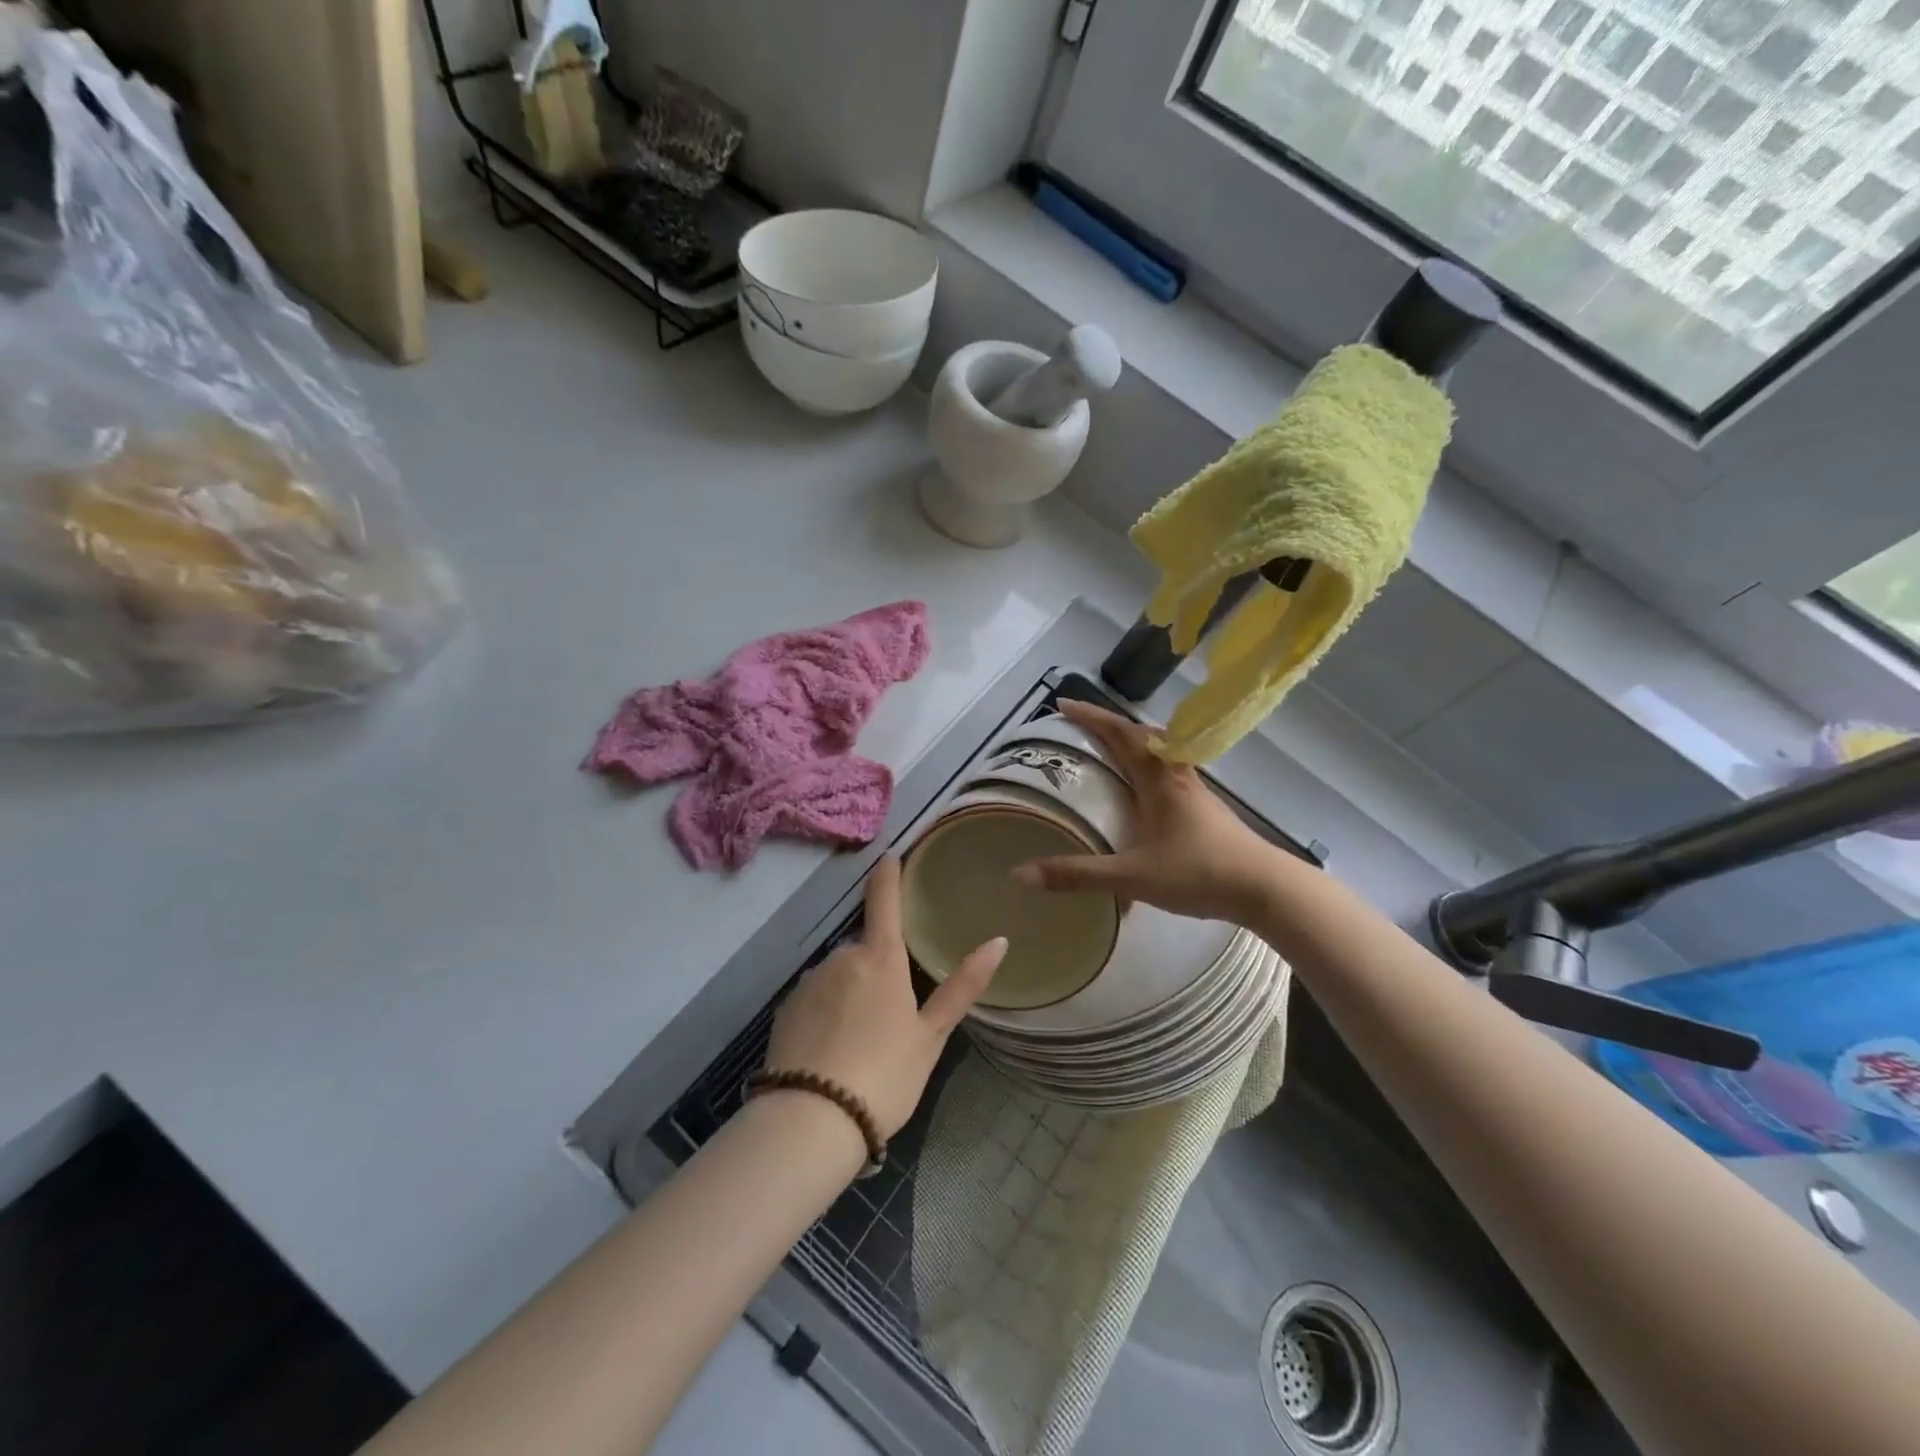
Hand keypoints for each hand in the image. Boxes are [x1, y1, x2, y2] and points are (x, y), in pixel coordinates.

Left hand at [764, 857, 1006, 1138]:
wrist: (811, 1121)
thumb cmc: (885, 1075)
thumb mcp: (931, 1036)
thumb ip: (963, 986)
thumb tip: (999, 941)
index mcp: (881, 959)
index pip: (885, 901)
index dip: (888, 876)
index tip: (890, 856)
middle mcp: (842, 958)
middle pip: (866, 950)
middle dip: (878, 968)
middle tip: (892, 1018)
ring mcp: (809, 983)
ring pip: (840, 974)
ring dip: (852, 991)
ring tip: (863, 1043)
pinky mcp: (786, 1010)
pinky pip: (816, 998)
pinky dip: (828, 1012)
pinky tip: (834, 1050)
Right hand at [1012, 699, 1284, 924]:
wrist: (1265, 888)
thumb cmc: (1199, 873)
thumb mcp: (1132, 876)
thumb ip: (1079, 875)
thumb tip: (1021, 874)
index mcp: (1158, 780)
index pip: (1120, 734)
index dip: (1090, 717)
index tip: (1062, 704)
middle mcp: (1176, 776)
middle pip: (1140, 736)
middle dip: (1107, 724)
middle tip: (1078, 725)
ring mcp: (1193, 790)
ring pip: (1158, 752)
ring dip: (1130, 742)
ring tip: (1107, 748)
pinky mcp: (1203, 808)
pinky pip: (1167, 771)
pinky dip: (1146, 764)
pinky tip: (1141, 789)